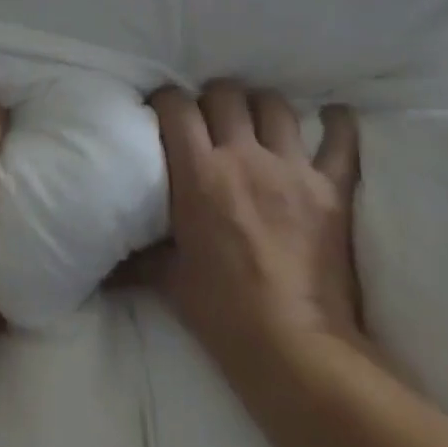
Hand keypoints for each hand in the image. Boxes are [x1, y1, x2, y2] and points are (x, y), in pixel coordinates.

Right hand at [123, 82, 370, 367]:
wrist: (295, 352)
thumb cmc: (223, 315)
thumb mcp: (169, 279)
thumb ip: (141, 254)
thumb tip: (107, 261)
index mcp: (200, 173)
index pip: (176, 105)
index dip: (167, 100)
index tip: (165, 109)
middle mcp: (243, 156)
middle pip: (225, 94)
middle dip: (214, 98)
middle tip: (212, 117)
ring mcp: (290, 168)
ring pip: (274, 105)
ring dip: (263, 107)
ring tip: (259, 119)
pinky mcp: (331, 189)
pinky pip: (341, 141)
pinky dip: (338, 125)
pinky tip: (333, 116)